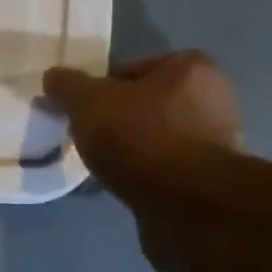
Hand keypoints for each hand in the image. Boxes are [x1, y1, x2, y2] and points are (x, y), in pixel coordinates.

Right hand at [42, 50, 242, 200]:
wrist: (184, 202)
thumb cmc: (139, 137)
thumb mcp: (88, 102)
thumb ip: (68, 86)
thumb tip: (54, 77)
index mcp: (190, 68)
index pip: (131, 69)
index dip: (101, 89)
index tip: (82, 111)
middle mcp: (213, 97)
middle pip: (146, 103)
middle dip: (117, 119)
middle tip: (90, 137)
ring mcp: (217, 139)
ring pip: (156, 136)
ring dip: (131, 147)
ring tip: (103, 164)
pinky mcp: (210, 177)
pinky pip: (165, 166)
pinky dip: (144, 173)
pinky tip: (124, 184)